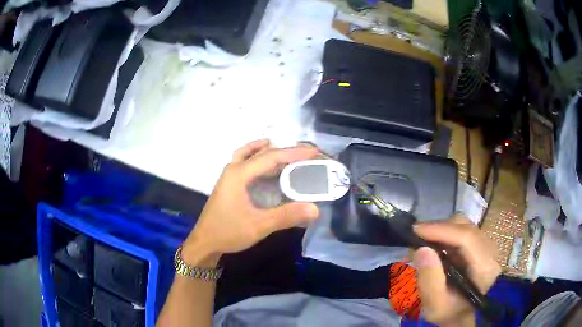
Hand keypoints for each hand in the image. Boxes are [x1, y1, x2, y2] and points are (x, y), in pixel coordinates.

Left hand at [182, 140, 319, 265]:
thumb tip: (315, 209)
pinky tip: (266, 166)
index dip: (294, 153)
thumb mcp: (259, 226)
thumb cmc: (228, 232)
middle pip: (262, 153)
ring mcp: (229, 176)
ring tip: (289, 154)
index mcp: (239, 174)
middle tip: (306, 153)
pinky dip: (258, 158)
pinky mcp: (229, 184)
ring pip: (251, 154)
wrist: (204, 242)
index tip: (313, 152)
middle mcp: (233, 169)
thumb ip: (286, 216)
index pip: (271, 157)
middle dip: (285, 151)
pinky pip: (245, 162)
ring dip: (270, 152)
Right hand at [412, 215, 501, 326]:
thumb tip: (421, 249)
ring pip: (464, 226)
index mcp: (485, 268)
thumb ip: (429, 281)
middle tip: (417, 239)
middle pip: (466, 227)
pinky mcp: (480, 246)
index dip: (441, 230)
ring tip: (424, 242)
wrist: (468, 316)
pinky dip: (446, 235)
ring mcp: (486, 246)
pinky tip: (436, 246)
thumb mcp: (436, 307)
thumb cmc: (452, 314)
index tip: (415, 229)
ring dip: (442, 231)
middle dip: (439, 228)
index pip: (467, 238)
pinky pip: (462, 232)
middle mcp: (489, 250)